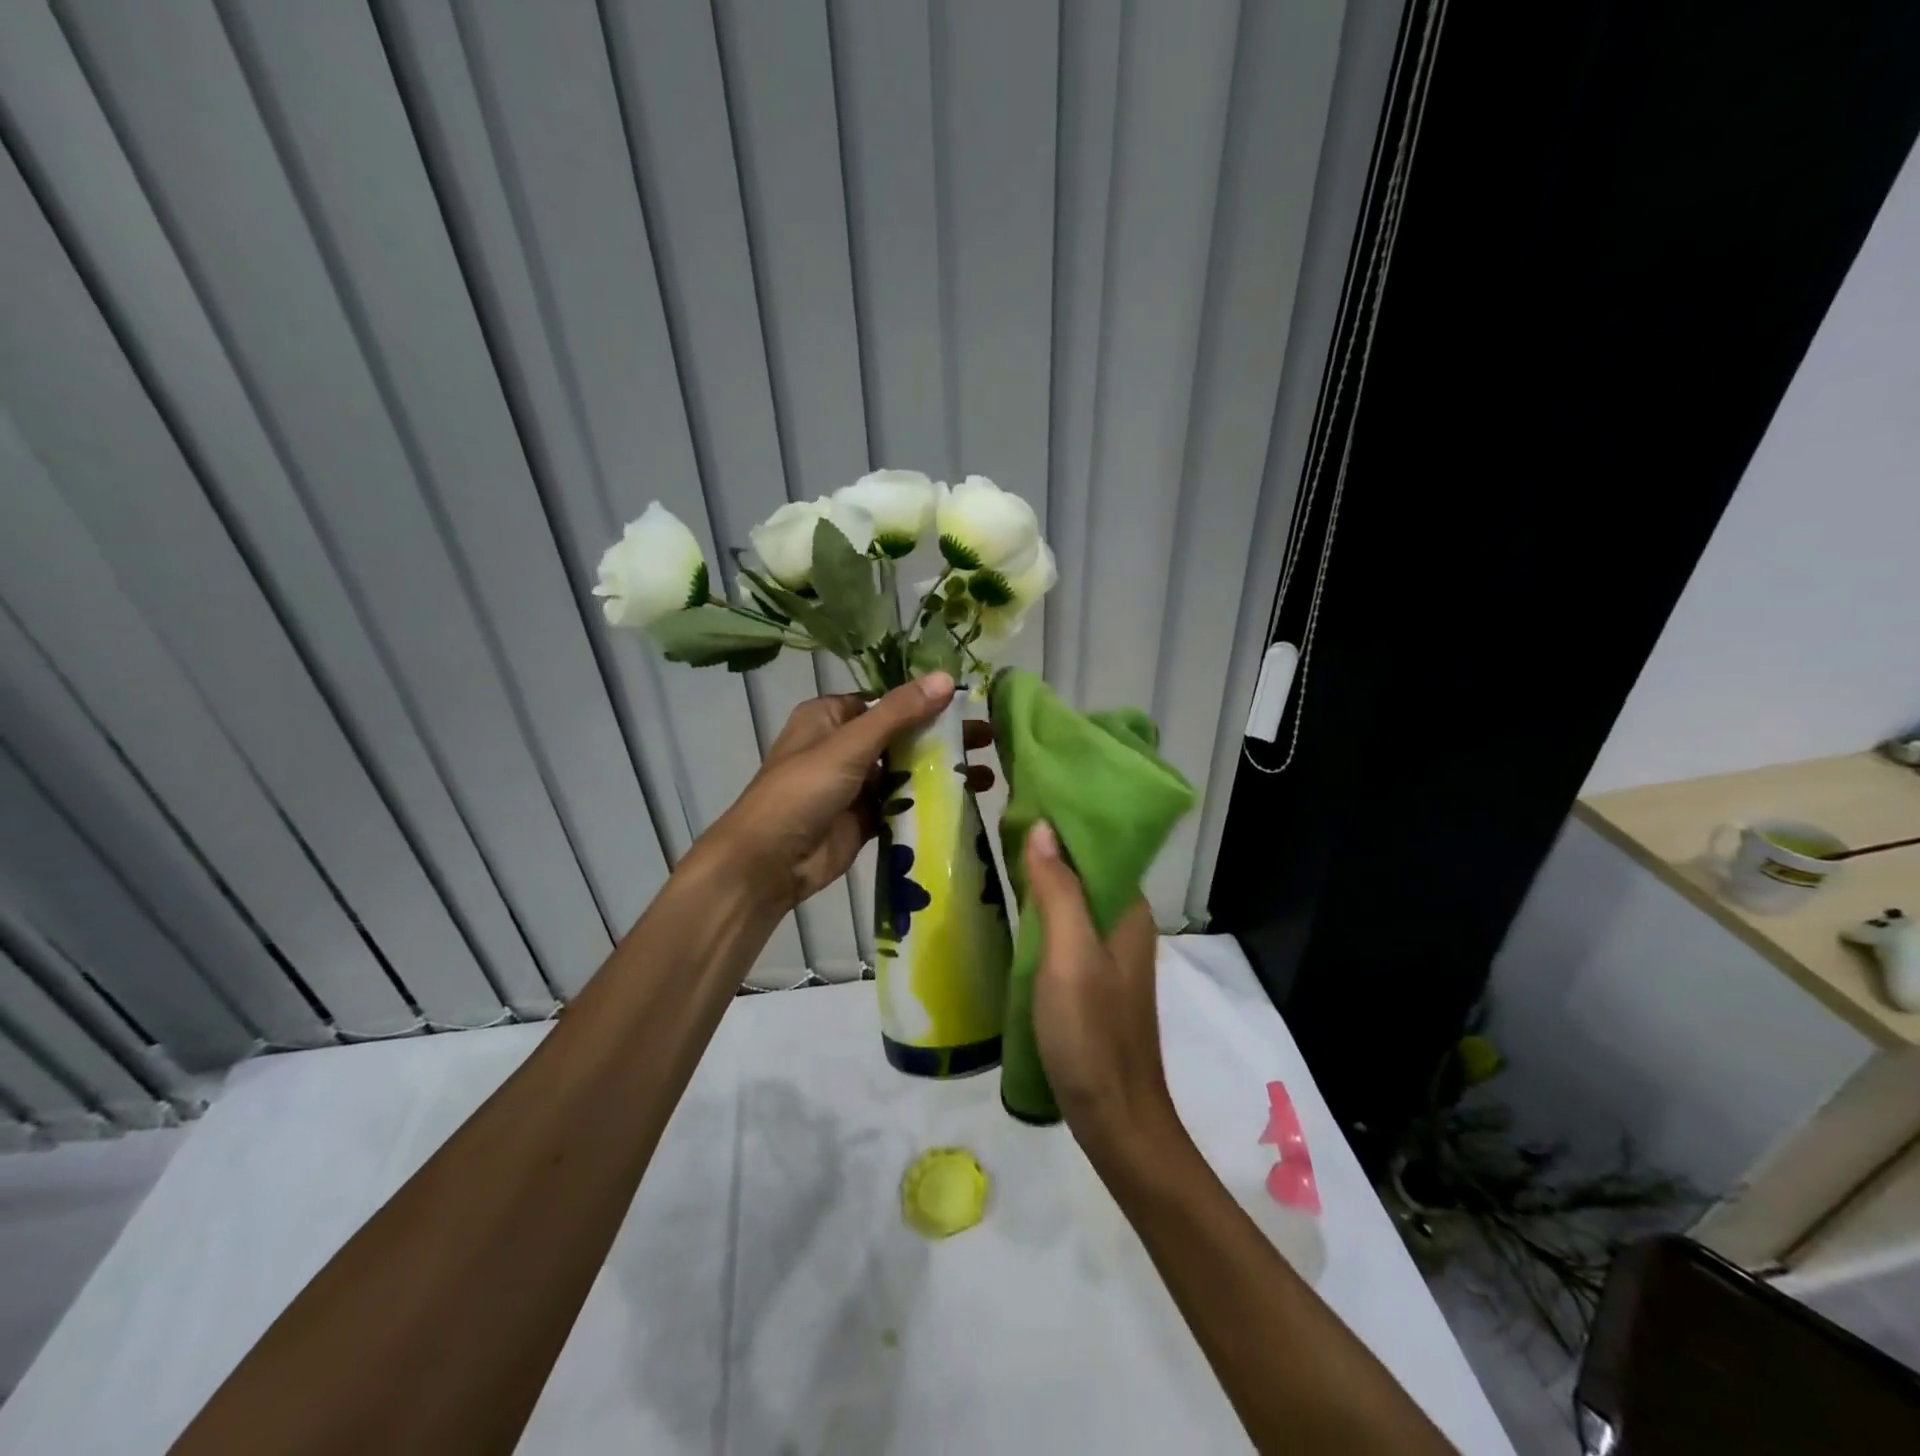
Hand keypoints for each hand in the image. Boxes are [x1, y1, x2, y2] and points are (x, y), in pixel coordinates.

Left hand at [696, 673, 994, 913]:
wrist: (767, 864)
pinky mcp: (866, 818)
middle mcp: (844, 745)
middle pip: (902, 735)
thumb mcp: (849, 745)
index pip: (887, 700)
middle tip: (989, 739)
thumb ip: (898, 713)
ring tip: (988, 773)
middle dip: (943, 738)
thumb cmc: (801, 792)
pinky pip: (903, 803)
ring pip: (906, 770)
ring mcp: (855, 784)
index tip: (970, 706)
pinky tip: (966, 800)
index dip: (927, 701)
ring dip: (942, 771)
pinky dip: (930, 801)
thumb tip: (947, 678)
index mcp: (831, 716)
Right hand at [1023, 822, 1181, 1161]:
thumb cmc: (1092, 1035)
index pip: (1099, 846)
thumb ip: (1058, 892)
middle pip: (1086, 870)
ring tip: (997, 850)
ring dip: (1043, 877)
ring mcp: (1108, 954)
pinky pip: (1066, 928)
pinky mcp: (1091, 978)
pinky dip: (1042, 911)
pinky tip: (1012, 907)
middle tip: (999, 816)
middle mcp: (1123, 924)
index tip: (1026, 792)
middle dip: (1049, 843)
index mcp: (1127, 911)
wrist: (1115, 1119)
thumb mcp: (1069, 957)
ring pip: (1073, 899)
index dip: (1066, 818)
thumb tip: (1043, 826)